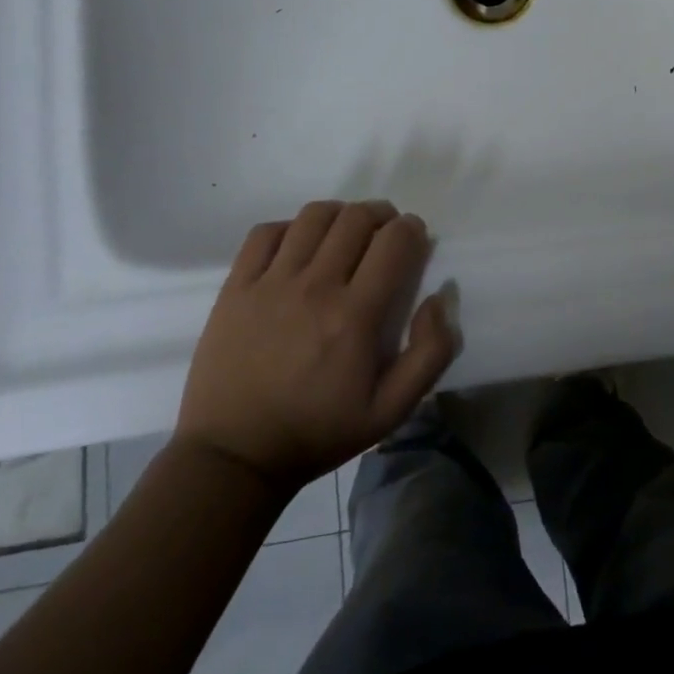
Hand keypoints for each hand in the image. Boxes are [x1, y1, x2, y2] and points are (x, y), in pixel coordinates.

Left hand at [175, 200, 458, 494]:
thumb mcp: (391, 411)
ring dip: (340, 215)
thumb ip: (430, 353)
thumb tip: (439, 297)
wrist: (233, 458)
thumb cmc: (318, 432)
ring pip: (314, 216)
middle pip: (357, 218)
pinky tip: (299, 247)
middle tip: (384, 235)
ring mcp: (270, 283)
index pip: (395, 240)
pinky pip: (266, 233)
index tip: (414, 240)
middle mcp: (315, 287)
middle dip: (382, 216)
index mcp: (356, 315)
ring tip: (345, 234)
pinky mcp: (236, 287)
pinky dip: (290, 228)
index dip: (412, 229)